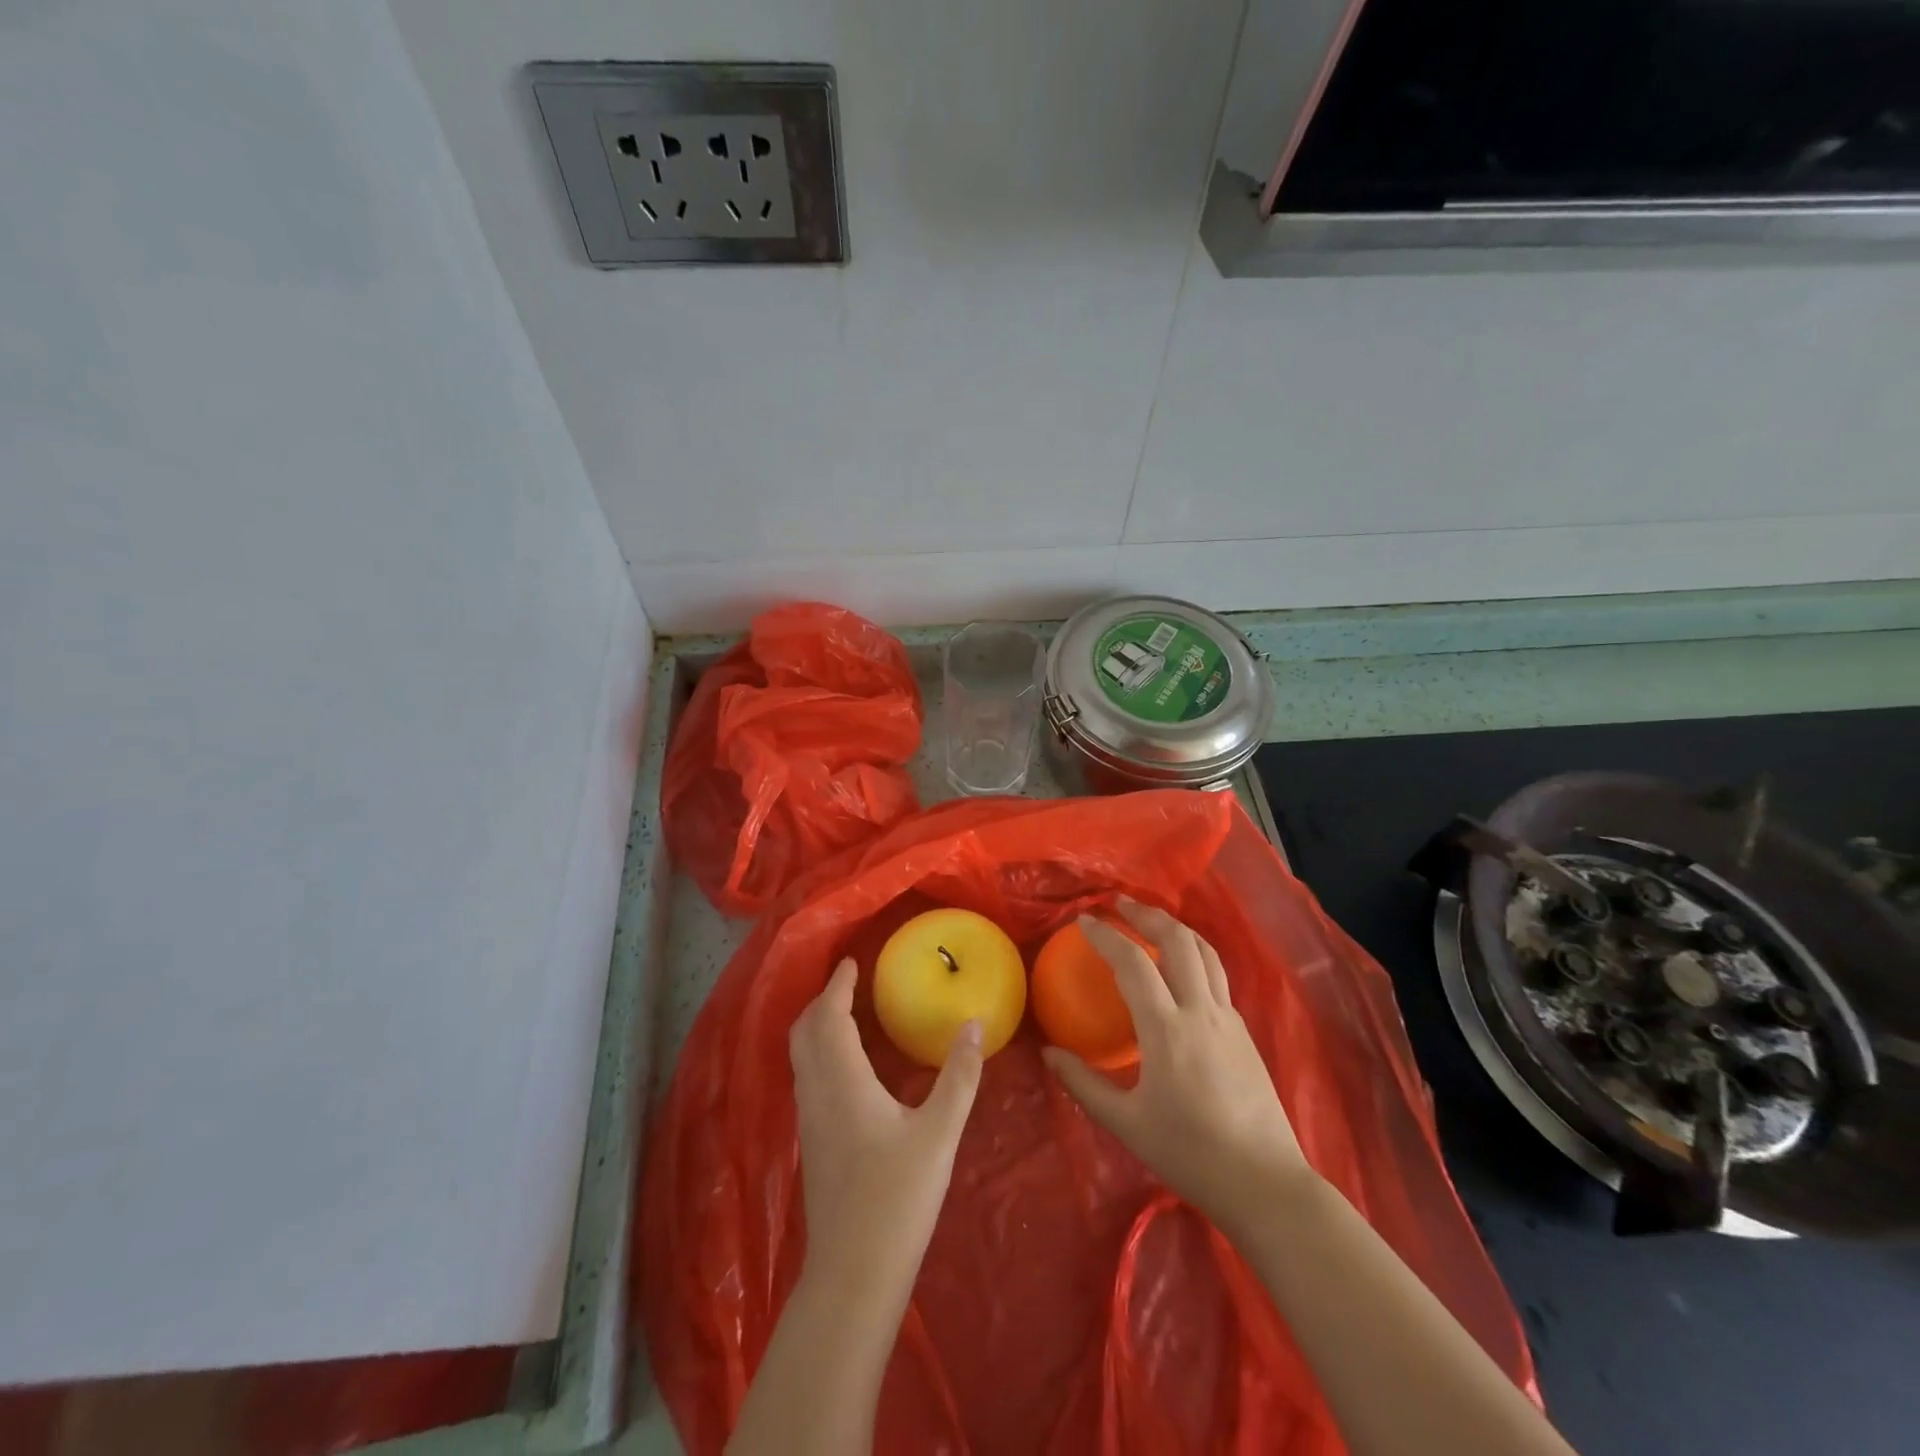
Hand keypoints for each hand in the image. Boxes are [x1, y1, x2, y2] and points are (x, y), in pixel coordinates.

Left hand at [789, 957, 983, 1288]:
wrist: (853, 1275)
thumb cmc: (897, 1199)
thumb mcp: (939, 1135)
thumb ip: (958, 1077)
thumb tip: (973, 1024)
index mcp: (842, 1081)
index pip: (829, 1017)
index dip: (837, 985)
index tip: (852, 962)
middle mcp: (816, 1093)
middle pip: (803, 1032)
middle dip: (821, 1001)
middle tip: (849, 983)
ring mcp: (809, 1121)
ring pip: (801, 1056)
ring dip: (817, 1026)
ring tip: (847, 1014)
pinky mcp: (812, 1143)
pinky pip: (807, 1078)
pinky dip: (820, 1053)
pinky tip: (848, 1066)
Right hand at [1041, 898, 1312, 1231]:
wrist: (1266, 1183)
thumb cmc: (1190, 1154)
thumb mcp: (1126, 1124)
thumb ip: (1083, 1084)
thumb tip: (1049, 1053)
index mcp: (1167, 1029)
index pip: (1133, 963)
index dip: (1106, 935)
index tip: (1083, 920)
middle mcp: (1201, 1011)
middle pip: (1178, 941)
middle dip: (1146, 914)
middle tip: (1119, 904)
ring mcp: (1229, 1019)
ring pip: (1206, 952)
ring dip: (1176, 928)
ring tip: (1152, 921)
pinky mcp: (1245, 1032)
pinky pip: (1218, 977)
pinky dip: (1195, 956)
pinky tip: (1182, 972)